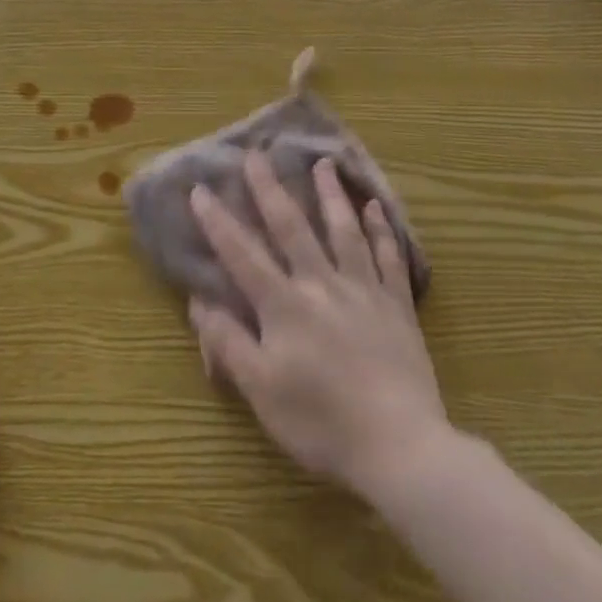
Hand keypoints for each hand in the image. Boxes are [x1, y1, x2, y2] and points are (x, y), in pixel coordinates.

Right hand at [187, 153, 448, 501]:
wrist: (401, 448)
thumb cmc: (321, 423)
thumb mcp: (261, 390)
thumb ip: (228, 342)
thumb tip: (199, 301)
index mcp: (284, 306)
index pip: (242, 255)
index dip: (218, 222)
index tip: (200, 189)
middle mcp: (322, 286)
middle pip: (293, 228)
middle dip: (270, 189)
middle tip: (257, 154)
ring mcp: (364, 292)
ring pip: (344, 231)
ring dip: (331, 195)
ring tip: (324, 163)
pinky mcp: (397, 307)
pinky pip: (389, 258)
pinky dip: (382, 229)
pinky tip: (376, 207)